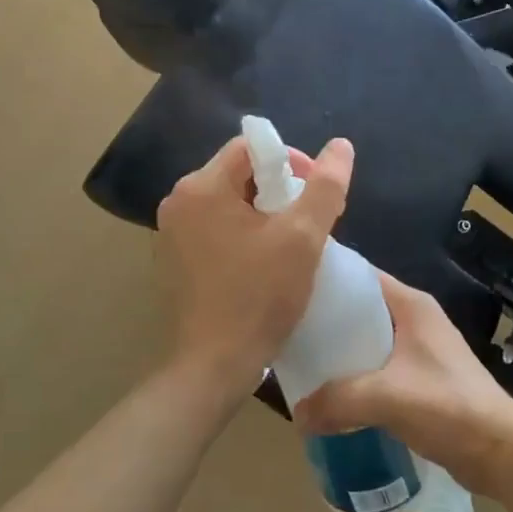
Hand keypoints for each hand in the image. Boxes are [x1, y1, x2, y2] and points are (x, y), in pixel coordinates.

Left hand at [156, 133, 354, 406]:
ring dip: (261, 214)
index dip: (290, 160)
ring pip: (227, 203)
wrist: (213, 366)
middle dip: (277, 189)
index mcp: (201, 186)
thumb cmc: (259, 297)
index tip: (314, 192)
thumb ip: (325, 187)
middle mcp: (177, 201)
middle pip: (237, 174)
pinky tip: (262, 264)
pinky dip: (240, 235)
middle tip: (309, 221)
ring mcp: (170, 233)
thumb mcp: (302, 238)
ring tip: (291, 244)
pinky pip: (213, 229)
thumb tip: (341, 145)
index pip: (250, 147)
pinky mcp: (173, 260)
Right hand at [294, 271, 512, 495]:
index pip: (361, 275)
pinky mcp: (423, 378)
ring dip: (341, 350)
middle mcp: (415, 318)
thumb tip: (297, 413)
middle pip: (361, 307)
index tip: (290, 286)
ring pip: (369, 339)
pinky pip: (378, 366)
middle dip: (326, 318)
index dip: (327, 277)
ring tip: (302, 360)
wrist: (504, 454)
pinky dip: (356, 374)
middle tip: (287, 329)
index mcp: (411, 305)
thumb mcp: (387, 398)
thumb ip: (337, 401)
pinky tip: (332, 392)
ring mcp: (421, 349)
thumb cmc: (450, 408)